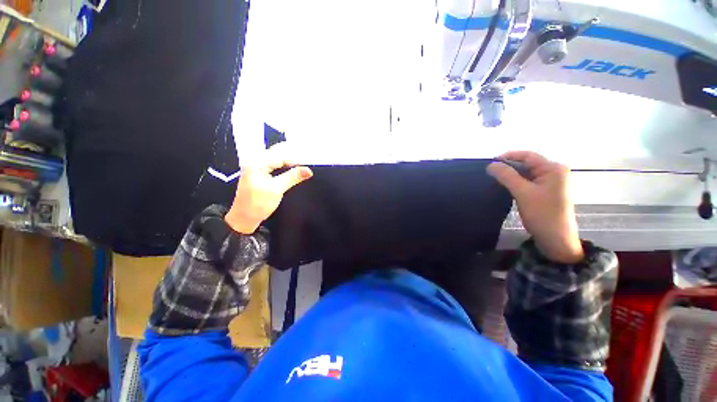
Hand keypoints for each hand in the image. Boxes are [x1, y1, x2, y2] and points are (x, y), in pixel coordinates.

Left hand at [225, 144, 312, 233]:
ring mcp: (257, 168)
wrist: (244, 218)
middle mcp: (255, 162)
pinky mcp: (260, 174)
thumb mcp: (276, 189)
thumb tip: (308, 171)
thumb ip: (292, 177)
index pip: (279, 156)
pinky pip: (274, 165)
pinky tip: (292, 167)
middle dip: (291, 153)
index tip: (308, 165)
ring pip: (276, 158)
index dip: (295, 160)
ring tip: (302, 161)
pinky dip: (284, 165)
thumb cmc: (258, 203)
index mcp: (256, 163)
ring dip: (288, 158)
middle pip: (276, 152)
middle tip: (307, 155)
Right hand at [487, 151, 583, 263]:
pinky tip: (506, 186)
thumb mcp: (522, 193)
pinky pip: (529, 181)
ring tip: (495, 179)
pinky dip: (517, 182)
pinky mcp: (546, 191)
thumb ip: (506, 176)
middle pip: (527, 163)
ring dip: (511, 175)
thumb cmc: (542, 214)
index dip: (508, 157)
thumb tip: (490, 164)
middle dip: (509, 167)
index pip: (527, 156)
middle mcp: (554, 172)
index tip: (489, 163)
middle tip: (490, 173)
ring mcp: (551, 182)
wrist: (556, 239)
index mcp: (553, 168)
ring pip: (527, 173)